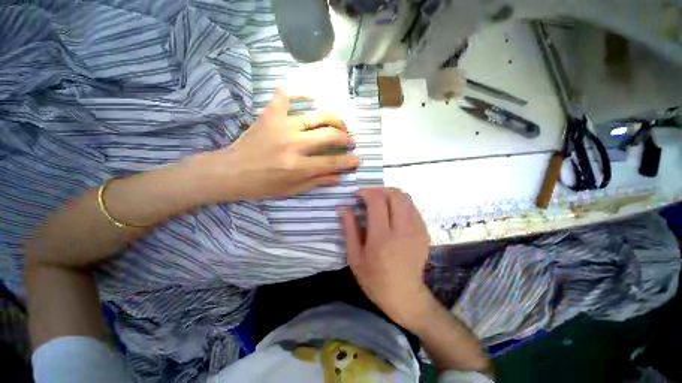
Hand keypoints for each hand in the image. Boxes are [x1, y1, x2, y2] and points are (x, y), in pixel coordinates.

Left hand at [196, 88, 359, 201]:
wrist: (231, 171)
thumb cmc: (262, 185)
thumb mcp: (291, 190)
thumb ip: (317, 181)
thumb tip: (339, 177)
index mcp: (298, 166)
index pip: (332, 162)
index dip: (349, 161)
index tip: (358, 159)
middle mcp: (293, 144)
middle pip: (330, 136)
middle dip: (346, 138)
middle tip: (350, 141)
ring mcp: (281, 126)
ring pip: (317, 115)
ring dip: (335, 119)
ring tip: (340, 125)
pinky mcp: (270, 115)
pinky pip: (286, 95)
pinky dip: (299, 93)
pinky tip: (310, 97)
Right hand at [340, 188, 431, 329]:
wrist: (405, 296)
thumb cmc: (374, 280)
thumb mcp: (354, 257)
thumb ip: (349, 229)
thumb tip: (343, 208)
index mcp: (382, 238)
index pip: (377, 201)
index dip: (366, 192)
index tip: (357, 195)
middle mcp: (403, 230)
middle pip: (395, 194)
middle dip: (379, 190)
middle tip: (369, 197)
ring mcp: (417, 230)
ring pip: (406, 198)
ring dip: (390, 195)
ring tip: (379, 203)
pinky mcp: (424, 232)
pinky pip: (412, 207)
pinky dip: (400, 204)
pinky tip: (392, 213)